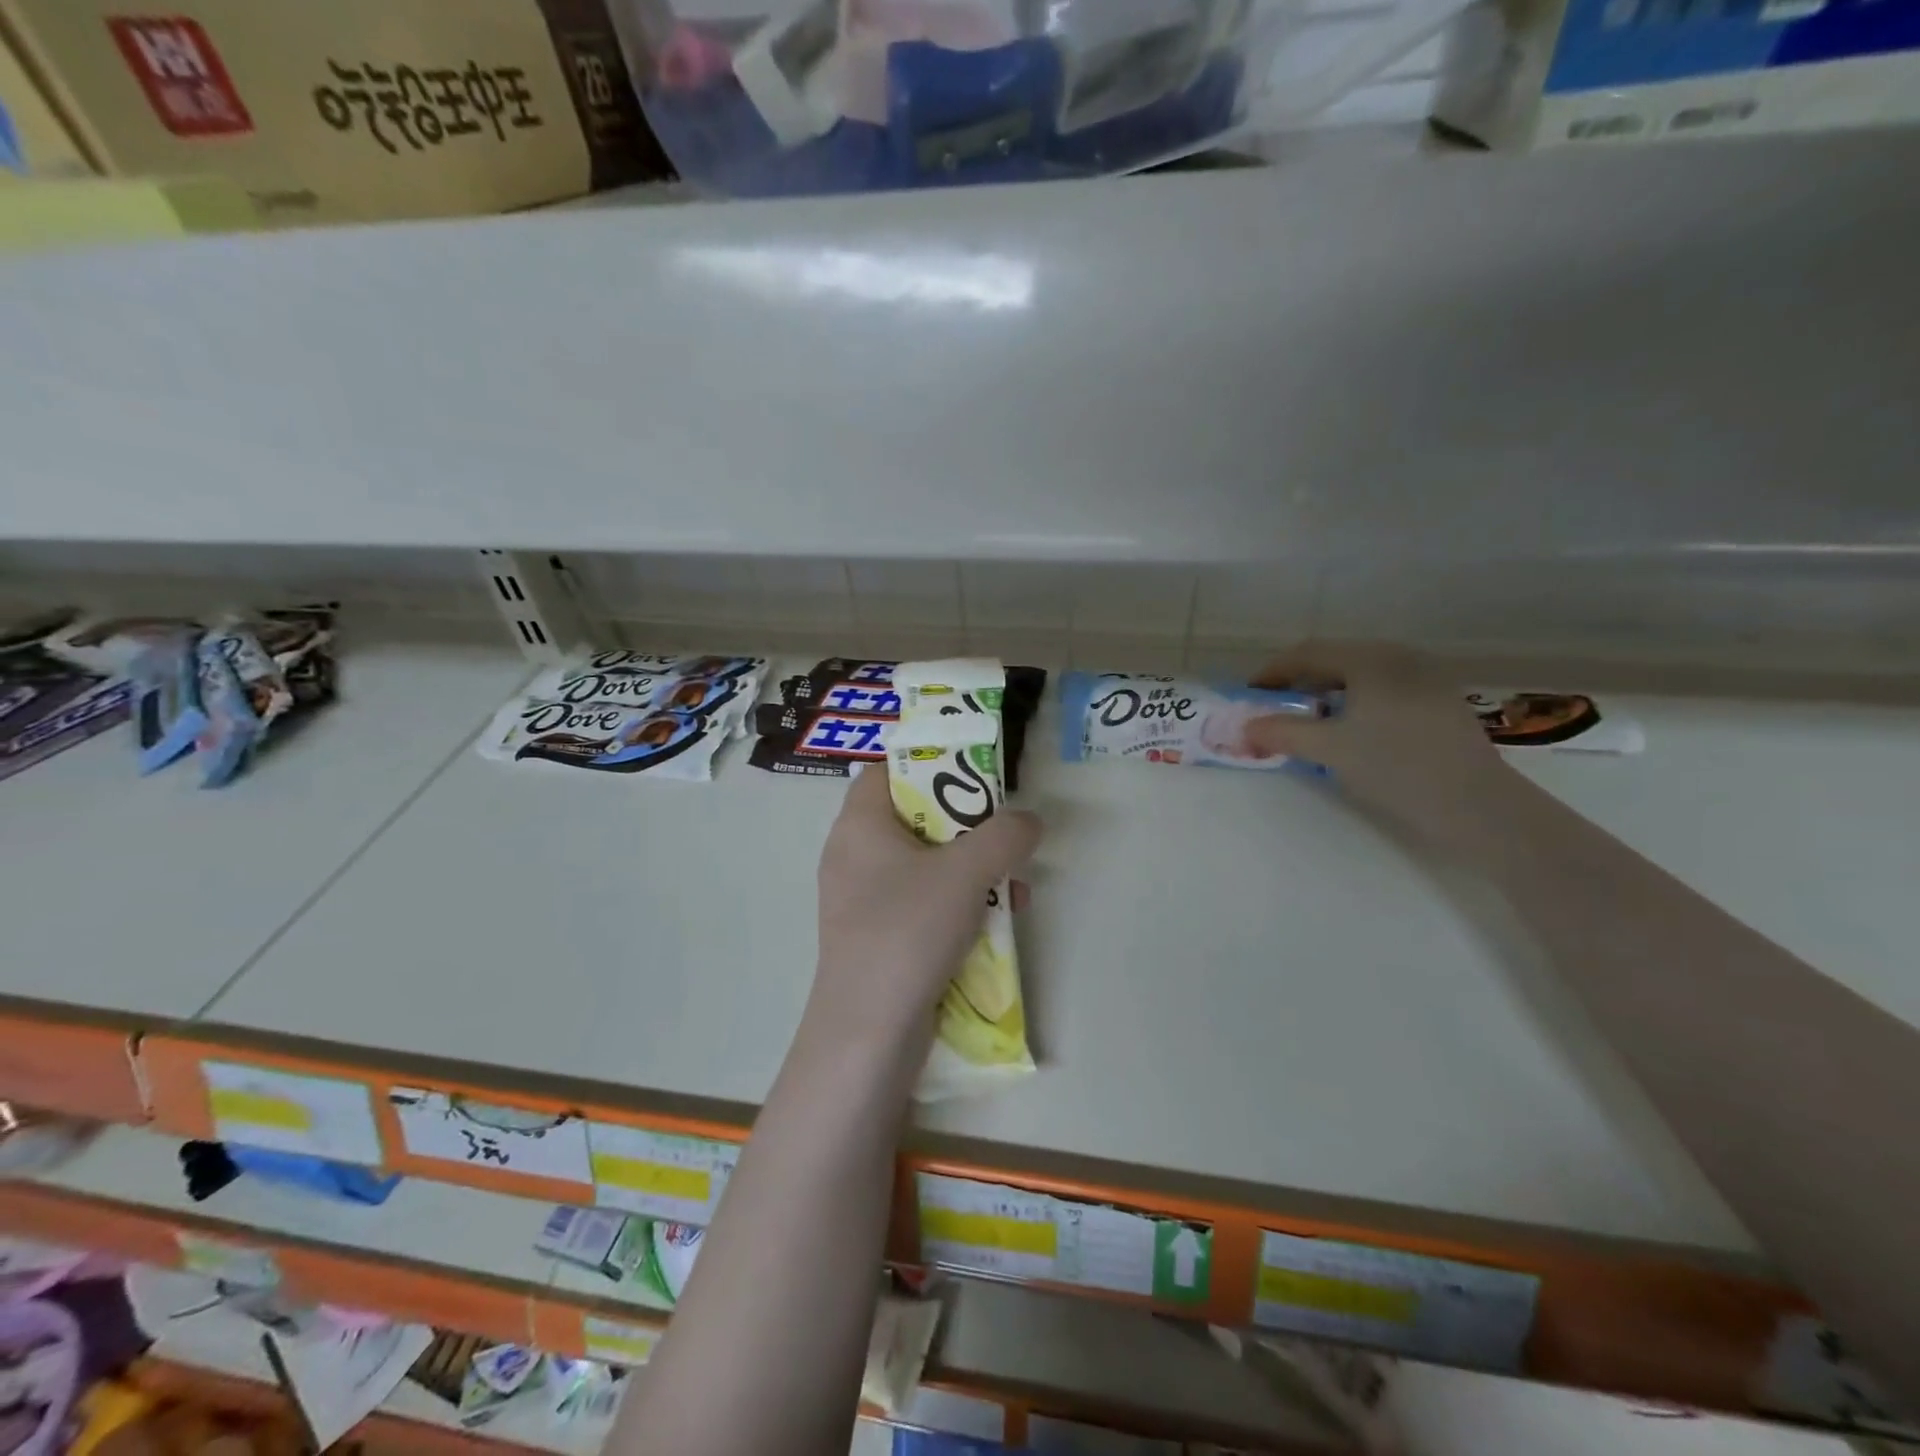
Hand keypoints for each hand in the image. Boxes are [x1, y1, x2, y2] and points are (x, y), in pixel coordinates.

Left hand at [812, 766, 1042, 1049]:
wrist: (868, 1033)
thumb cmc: (908, 931)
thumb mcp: (965, 873)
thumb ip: (1005, 836)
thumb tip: (1029, 821)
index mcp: (860, 824)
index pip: (890, 770)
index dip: (933, 764)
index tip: (977, 777)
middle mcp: (854, 854)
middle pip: (916, 816)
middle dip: (969, 826)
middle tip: (1006, 836)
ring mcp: (863, 898)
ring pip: (925, 863)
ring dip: (972, 869)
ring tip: (1016, 888)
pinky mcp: (877, 934)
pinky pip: (921, 901)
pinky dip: (957, 902)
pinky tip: (996, 922)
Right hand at [1242, 643, 1513, 839]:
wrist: (1476, 805)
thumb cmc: (1395, 766)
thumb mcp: (1329, 749)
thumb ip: (1282, 732)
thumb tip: (1245, 727)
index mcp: (1371, 659)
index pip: (1308, 653)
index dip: (1273, 671)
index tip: (1250, 695)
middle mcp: (1400, 657)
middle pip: (1336, 659)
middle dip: (1299, 682)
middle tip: (1275, 708)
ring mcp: (1426, 678)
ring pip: (1362, 676)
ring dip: (1327, 693)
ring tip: (1310, 722)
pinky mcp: (1441, 702)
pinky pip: (1384, 690)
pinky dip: (1356, 703)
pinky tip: (1353, 731)